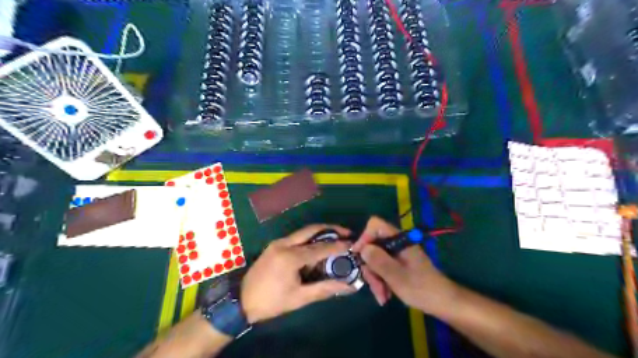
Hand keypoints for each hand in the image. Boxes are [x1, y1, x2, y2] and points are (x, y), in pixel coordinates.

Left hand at [242, 225, 355, 321]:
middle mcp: (284, 244)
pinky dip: (310, 238)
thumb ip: (324, 289)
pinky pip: (296, 237)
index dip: (338, 246)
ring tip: (336, 237)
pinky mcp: (274, 245)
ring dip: (321, 232)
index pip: (320, 248)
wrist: (241, 300)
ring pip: (304, 232)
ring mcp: (278, 242)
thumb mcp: (299, 298)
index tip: (352, 243)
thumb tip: (347, 287)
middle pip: (312, 230)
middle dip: (331, 229)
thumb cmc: (271, 301)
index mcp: (290, 257)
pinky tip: (317, 246)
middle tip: (346, 232)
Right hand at [348, 217, 458, 313]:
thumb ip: (379, 261)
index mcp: (399, 239)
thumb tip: (362, 248)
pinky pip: (381, 267)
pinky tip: (385, 295)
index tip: (358, 256)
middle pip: (372, 245)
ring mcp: (396, 253)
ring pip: (375, 258)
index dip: (364, 237)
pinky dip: (381, 280)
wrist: (443, 302)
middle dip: (370, 267)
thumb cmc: (422, 288)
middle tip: (374, 286)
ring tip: (382, 296)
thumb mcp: (397, 276)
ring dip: (375, 278)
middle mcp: (396, 243)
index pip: (375, 225)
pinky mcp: (397, 263)